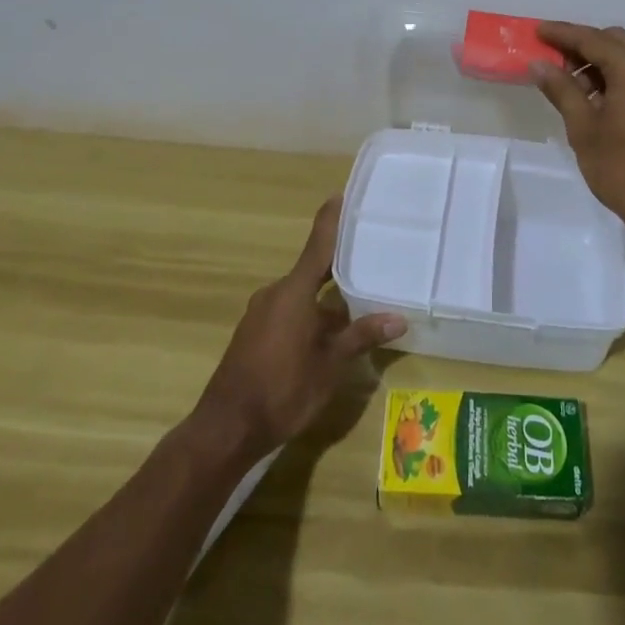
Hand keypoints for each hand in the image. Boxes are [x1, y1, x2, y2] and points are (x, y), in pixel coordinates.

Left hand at [193, 196, 406, 460]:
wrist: (226, 428)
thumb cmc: (282, 390)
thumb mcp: (330, 365)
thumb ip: (362, 336)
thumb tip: (399, 318)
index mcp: (294, 291)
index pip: (318, 243)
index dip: (331, 219)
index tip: (344, 195)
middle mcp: (276, 293)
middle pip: (313, 269)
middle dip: (340, 266)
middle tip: (371, 256)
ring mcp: (262, 313)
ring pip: (302, 294)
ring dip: (327, 297)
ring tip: (359, 298)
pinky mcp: (255, 333)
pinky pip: (289, 310)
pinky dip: (311, 313)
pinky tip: (331, 331)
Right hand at [531, 22, 624, 243]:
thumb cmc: (624, 170)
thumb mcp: (584, 129)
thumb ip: (562, 90)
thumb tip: (539, 64)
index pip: (593, 39)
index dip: (562, 33)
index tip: (537, 30)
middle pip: (614, 40)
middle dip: (582, 45)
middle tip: (552, 61)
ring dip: (599, 60)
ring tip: (570, 84)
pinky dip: (616, 74)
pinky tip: (595, 97)